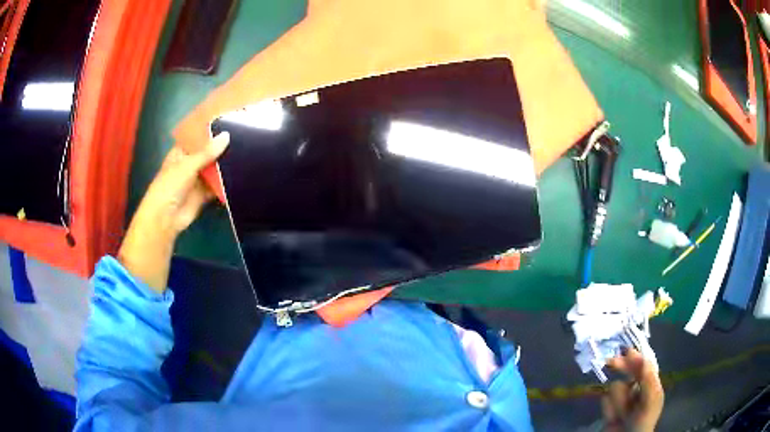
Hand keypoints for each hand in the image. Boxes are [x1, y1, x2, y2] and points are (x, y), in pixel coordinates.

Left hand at [117, 133, 229, 290]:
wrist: (166, 218)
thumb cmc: (170, 186)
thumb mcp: (187, 165)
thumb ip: (207, 152)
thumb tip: (227, 136)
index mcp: (181, 152)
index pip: (197, 138)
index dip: (210, 131)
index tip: (228, 120)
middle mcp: (190, 163)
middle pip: (208, 153)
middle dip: (221, 147)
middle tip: (244, 135)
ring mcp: (197, 179)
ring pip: (214, 169)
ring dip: (225, 164)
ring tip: (247, 152)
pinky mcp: (204, 194)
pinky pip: (217, 185)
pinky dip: (226, 182)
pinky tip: (241, 174)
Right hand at [601, 349, 663, 431]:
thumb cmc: (643, 422)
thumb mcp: (650, 402)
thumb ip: (649, 381)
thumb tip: (644, 359)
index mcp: (651, 384)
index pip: (644, 365)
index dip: (636, 357)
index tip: (625, 351)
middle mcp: (637, 388)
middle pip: (628, 372)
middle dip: (621, 367)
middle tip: (609, 361)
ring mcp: (622, 398)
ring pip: (615, 387)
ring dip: (618, 401)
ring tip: (622, 415)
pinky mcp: (609, 408)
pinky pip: (605, 400)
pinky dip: (609, 409)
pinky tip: (615, 419)